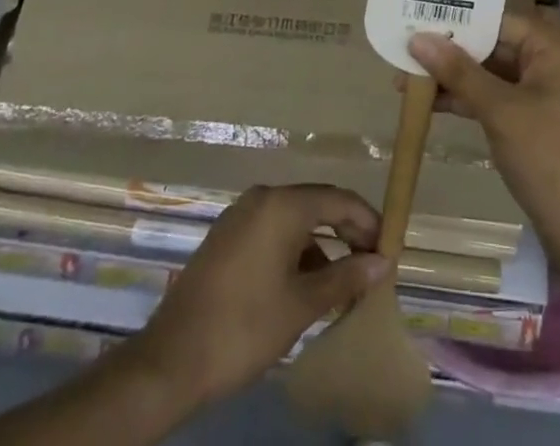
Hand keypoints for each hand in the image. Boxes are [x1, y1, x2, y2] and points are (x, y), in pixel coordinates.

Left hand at [135, 184, 390, 407]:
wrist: (170, 362)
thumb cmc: (244, 328)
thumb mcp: (302, 305)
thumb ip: (345, 277)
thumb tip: (382, 263)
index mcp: (282, 205)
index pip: (338, 200)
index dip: (367, 221)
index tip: (389, 247)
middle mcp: (262, 198)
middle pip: (316, 204)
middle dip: (346, 231)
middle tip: (370, 263)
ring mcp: (240, 216)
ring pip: (294, 220)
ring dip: (320, 244)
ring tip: (340, 281)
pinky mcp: (226, 237)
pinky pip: (272, 231)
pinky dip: (294, 250)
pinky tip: (303, 284)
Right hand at [406, 10, 559, 257]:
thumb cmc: (548, 158)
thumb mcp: (499, 111)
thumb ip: (458, 71)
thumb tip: (417, 39)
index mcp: (552, 46)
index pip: (497, 20)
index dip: (456, 20)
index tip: (414, 18)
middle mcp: (550, 60)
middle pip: (493, 44)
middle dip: (450, 50)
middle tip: (403, 48)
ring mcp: (542, 91)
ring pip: (490, 72)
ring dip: (453, 76)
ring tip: (406, 78)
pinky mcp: (533, 119)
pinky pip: (495, 96)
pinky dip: (467, 99)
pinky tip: (432, 103)